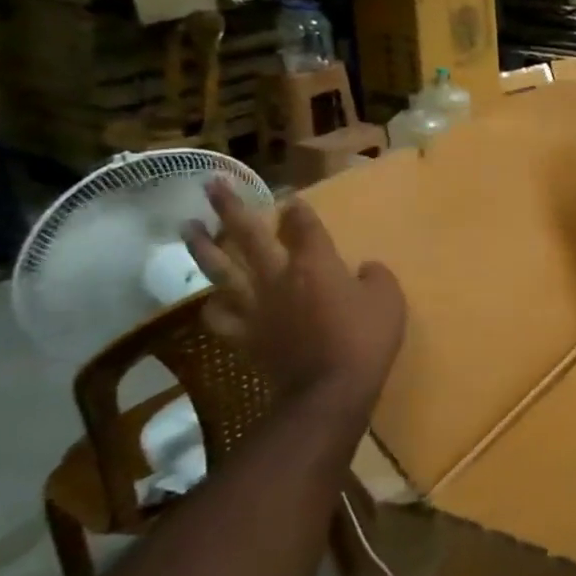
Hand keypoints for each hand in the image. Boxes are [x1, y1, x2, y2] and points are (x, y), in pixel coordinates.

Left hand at [184, 180, 405, 426]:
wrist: (329, 391)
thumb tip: (364, 270)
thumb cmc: (365, 339)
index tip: (292, 200)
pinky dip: (213, 305)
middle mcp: (278, 276)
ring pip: (220, 269)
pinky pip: (219, 315)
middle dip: (230, 207)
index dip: (298, 209)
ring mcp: (256, 306)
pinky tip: (212, 298)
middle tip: (212, 183)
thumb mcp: (389, 300)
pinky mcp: (244, 335)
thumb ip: (376, 277)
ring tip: (187, 226)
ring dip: (202, 245)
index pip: (303, 224)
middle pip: (248, 234)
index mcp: (315, 263)